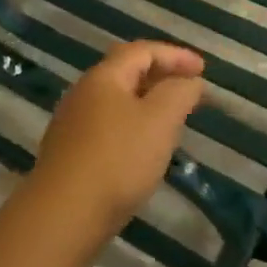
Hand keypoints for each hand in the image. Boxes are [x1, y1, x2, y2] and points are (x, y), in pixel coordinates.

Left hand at [23, 41, 205, 252]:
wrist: (63, 215)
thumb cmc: (118, 159)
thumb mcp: (160, 120)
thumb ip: (179, 93)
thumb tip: (189, 81)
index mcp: (104, 77)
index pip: (142, 51)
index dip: (175, 55)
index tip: (203, 69)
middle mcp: (83, 94)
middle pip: (125, 73)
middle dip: (160, 76)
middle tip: (188, 89)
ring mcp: (72, 125)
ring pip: (116, 102)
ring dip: (147, 103)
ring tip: (172, 119)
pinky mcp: (70, 154)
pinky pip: (108, 127)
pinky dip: (133, 126)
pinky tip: (144, 148)